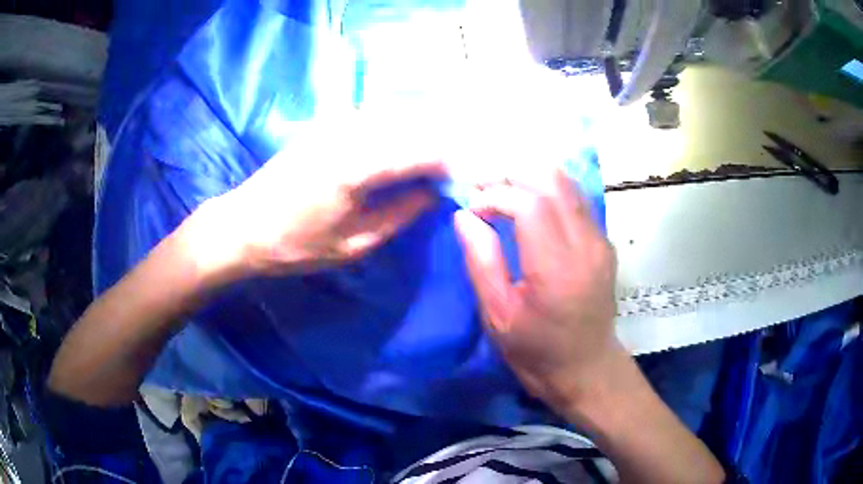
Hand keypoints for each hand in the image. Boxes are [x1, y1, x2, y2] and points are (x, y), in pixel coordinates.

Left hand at [203, 119, 447, 276]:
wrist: (243, 226)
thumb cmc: (296, 244)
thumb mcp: (354, 243)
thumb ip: (400, 214)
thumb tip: (433, 192)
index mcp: (358, 166)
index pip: (422, 151)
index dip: (449, 163)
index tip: (463, 180)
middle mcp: (350, 133)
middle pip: (412, 128)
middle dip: (437, 147)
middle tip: (449, 174)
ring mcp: (334, 124)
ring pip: (393, 119)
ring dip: (416, 137)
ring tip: (427, 165)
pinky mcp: (324, 124)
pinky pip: (372, 120)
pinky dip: (392, 132)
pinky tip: (395, 152)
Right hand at [454, 168, 618, 412]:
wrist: (587, 367)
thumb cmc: (536, 351)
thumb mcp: (498, 316)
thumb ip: (481, 261)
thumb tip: (464, 215)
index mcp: (557, 269)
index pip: (529, 204)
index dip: (496, 195)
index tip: (473, 208)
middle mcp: (586, 245)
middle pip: (553, 180)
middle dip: (513, 175)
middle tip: (485, 190)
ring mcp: (600, 240)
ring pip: (567, 183)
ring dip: (530, 178)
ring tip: (503, 194)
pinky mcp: (604, 242)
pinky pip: (575, 199)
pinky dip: (548, 191)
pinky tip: (528, 205)